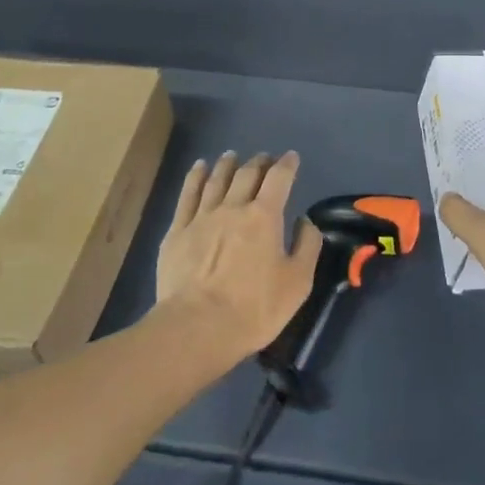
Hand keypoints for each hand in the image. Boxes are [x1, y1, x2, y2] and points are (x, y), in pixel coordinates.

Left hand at [154, 150, 324, 359]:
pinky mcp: (177, 232)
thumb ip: (307, 247)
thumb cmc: (254, 308)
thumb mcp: (297, 283)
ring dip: (228, 164)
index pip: (279, 178)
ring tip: (232, 156)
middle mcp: (233, 207)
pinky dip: (196, 177)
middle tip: (264, 158)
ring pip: (216, 179)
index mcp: (264, 216)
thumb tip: (305, 223)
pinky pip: (187, 195)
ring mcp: (202, 217)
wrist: (197, 329)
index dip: (287, 164)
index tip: (292, 157)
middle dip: (259, 162)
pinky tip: (199, 167)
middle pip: (247, 174)